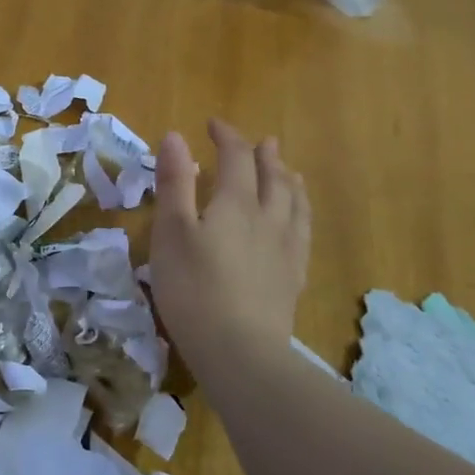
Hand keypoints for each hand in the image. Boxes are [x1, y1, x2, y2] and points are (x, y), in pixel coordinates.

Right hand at [149, 120, 310, 377]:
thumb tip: (176, 136)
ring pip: (295, 204)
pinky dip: (301, 216)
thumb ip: (174, 183)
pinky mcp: (293, 278)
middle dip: (264, 156)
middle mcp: (268, 218)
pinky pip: (303, 234)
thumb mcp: (171, 232)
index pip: (236, 158)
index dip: (227, 136)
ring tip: (290, 173)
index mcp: (236, 203)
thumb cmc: (193, 288)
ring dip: (290, 181)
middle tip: (263, 142)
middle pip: (273, 177)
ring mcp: (286, 249)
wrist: (239, 350)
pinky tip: (297, 223)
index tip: (213, 124)